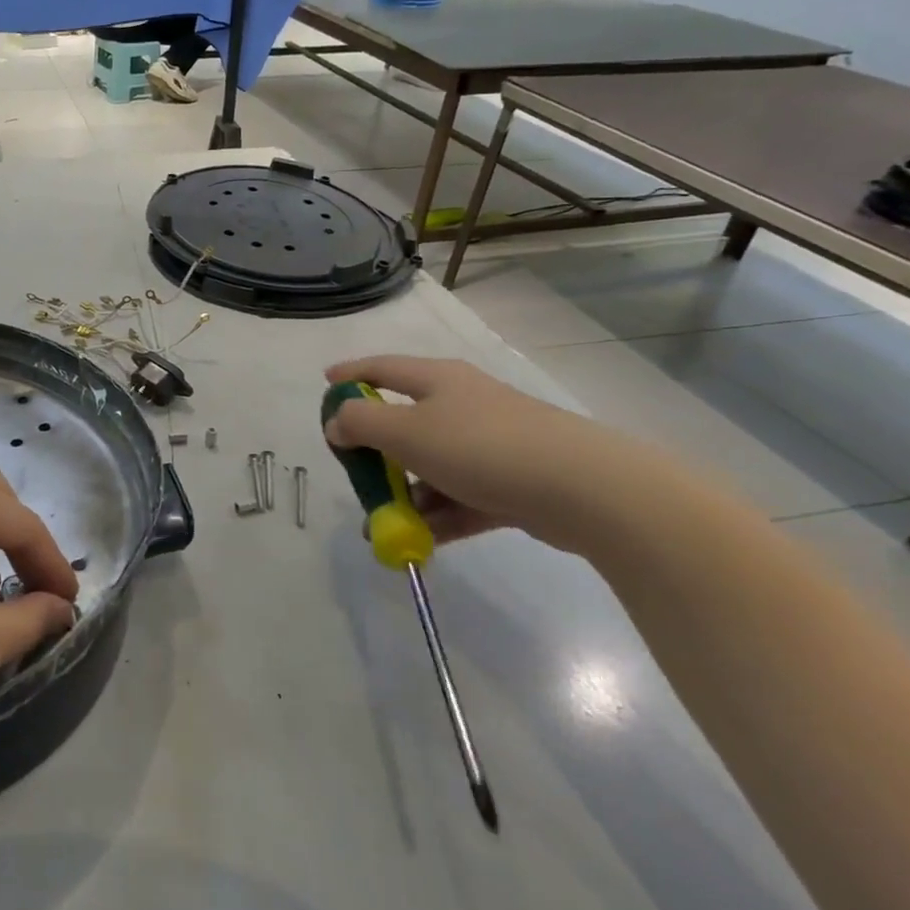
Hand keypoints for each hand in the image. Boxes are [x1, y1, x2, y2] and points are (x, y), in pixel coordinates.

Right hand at [323, 356, 675, 553]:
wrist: (583, 489)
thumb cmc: (481, 447)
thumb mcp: (406, 432)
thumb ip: (361, 423)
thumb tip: (337, 422)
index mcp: (438, 380)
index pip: (382, 367)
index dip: (351, 374)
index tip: (325, 383)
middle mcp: (463, 404)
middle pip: (405, 421)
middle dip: (376, 451)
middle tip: (354, 473)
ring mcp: (491, 443)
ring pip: (433, 464)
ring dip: (405, 493)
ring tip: (383, 526)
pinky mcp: (512, 481)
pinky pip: (462, 496)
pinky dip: (439, 515)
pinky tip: (419, 541)